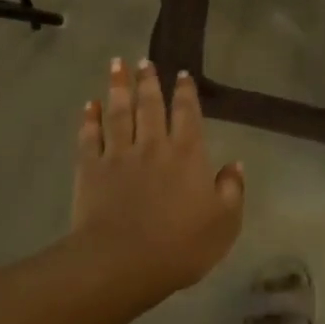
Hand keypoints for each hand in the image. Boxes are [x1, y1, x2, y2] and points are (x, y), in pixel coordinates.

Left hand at [70, 58, 244, 295]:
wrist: (122, 262)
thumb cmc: (181, 246)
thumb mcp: (224, 223)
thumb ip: (232, 190)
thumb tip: (235, 164)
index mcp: (187, 154)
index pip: (188, 114)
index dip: (185, 92)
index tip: (182, 74)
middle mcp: (153, 145)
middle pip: (149, 105)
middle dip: (148, 81)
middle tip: (143, 61)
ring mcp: (118, 155)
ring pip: (119, 113)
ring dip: (118, 87)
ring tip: (116, 64)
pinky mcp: (91, 169)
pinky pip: (89, 137)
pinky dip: (89, 119)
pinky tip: (89, 104)